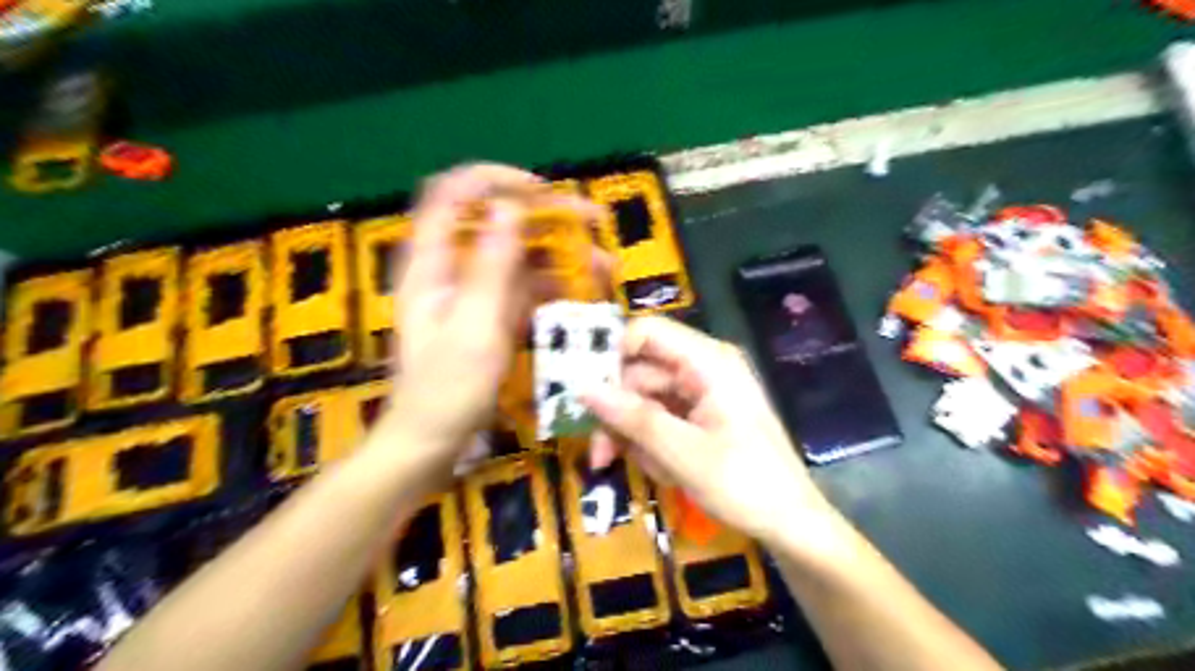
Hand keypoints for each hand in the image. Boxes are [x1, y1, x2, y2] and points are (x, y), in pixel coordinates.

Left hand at [381, 163, 602, 474]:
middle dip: (545, 217)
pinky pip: (524, 287)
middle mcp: (451, 268)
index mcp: (432, 263)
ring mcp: (473, 292)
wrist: (432, 440)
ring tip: (602, 263)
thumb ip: (491, 267)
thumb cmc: (447, 388)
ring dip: (559, 253)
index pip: (453, 194)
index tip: (542, 191)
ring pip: (517, 255)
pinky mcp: (490, 314)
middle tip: (592, 220)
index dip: (495, 180)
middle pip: (495, 220)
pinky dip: (554, 285)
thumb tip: (509, 208)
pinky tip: (584, 291)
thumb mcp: (473, 327)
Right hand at [583, 318, 832, 544]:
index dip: (613, 355)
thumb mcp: (683, 453)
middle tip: (599, 455)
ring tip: (652, 472)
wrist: (791, 524)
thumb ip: (633, 418)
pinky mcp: (699, 416)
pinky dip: (652, 445)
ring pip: (644, 400)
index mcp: (708, 361)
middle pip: (639, 372)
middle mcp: (702, 368)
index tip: (585, 393)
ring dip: (635, 437)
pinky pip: (659, 419)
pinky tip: (664, 473)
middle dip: (618, 413)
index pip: (647, 333)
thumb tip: (582, 388)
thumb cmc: (746, 484)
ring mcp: (701, 392)